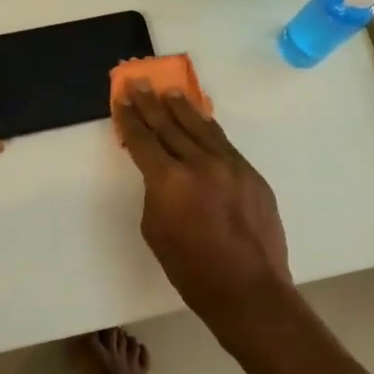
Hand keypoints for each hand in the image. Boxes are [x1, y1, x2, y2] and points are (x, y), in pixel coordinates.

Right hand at [113, 85, 292, 326]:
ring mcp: (230, 166)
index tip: (121, 98)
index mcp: (169, 181)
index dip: (129, 118)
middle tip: (140, 82)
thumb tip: (162, 175)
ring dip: (182, 108)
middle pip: (170, 125)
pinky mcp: (252, 174)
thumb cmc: (192, 271)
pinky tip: (201, 121)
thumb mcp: (156, 231)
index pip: (143, 139)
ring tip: (170, 92)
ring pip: (201, 128)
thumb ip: (155, 193)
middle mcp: (200, 164)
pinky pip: (224, 144)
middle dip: (151, 104)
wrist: (249, 291)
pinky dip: (208, 129)